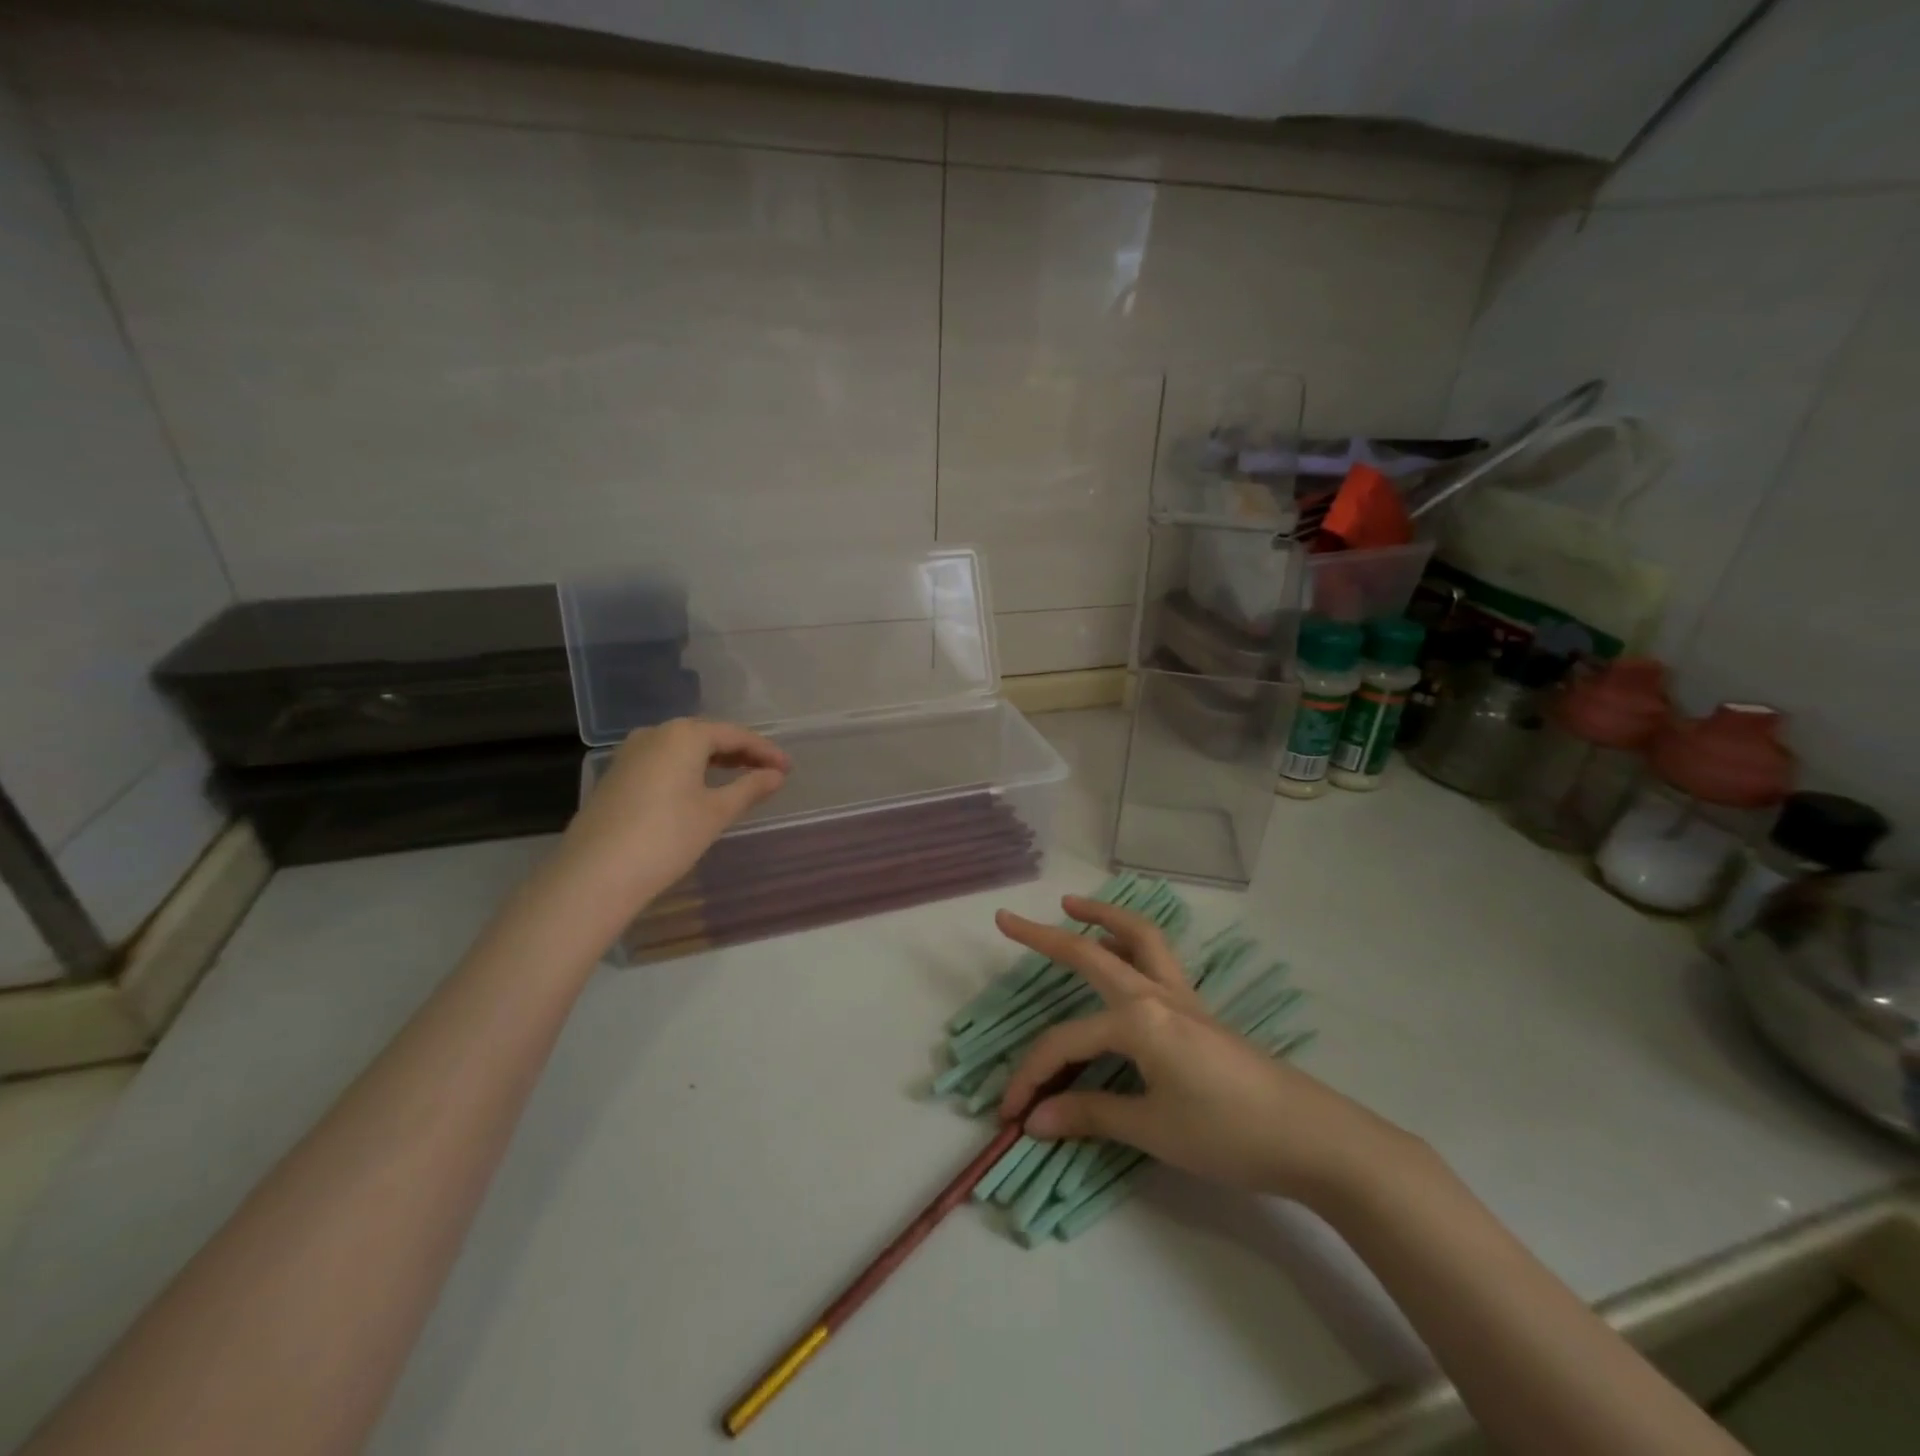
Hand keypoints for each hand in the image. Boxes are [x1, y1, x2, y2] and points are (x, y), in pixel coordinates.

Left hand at [558, 718, 789, 912]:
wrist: (595, 874)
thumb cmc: (666, 837)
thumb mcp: (716, 813)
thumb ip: (749, 788)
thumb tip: (776, 775)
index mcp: (683, 735)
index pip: (735, 735)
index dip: (765, 751)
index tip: (788, 769)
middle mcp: (655, 734)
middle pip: (707, 736)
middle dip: (740, 753)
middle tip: (769, 772)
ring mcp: (630, 754)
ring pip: (683, 748)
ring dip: (714, 760)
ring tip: (740, 778)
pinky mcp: (617, 776)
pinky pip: (664, 762)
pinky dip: (689, 770)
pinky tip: (700, 789)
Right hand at [995, 895, 1412, 1208]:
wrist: (1312, 1137)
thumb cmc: (1228, 1133)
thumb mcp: (1153, 1130)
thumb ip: (1090, 1114)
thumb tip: (1034, 1119)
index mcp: (1137, 1020)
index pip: (1066, 1043)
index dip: (1032, 1076)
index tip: (1009, 1114)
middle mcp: (1154, 995)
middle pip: (1091, 953)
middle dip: (1045, 937)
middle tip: (1008, 920)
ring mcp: (1181, 998)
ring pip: (1137, 936)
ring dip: (1102, 915)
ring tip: (1072, 906)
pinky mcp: (1198, 1011)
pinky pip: (1157, 959)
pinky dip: (1130, 942)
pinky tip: (1121, 957)